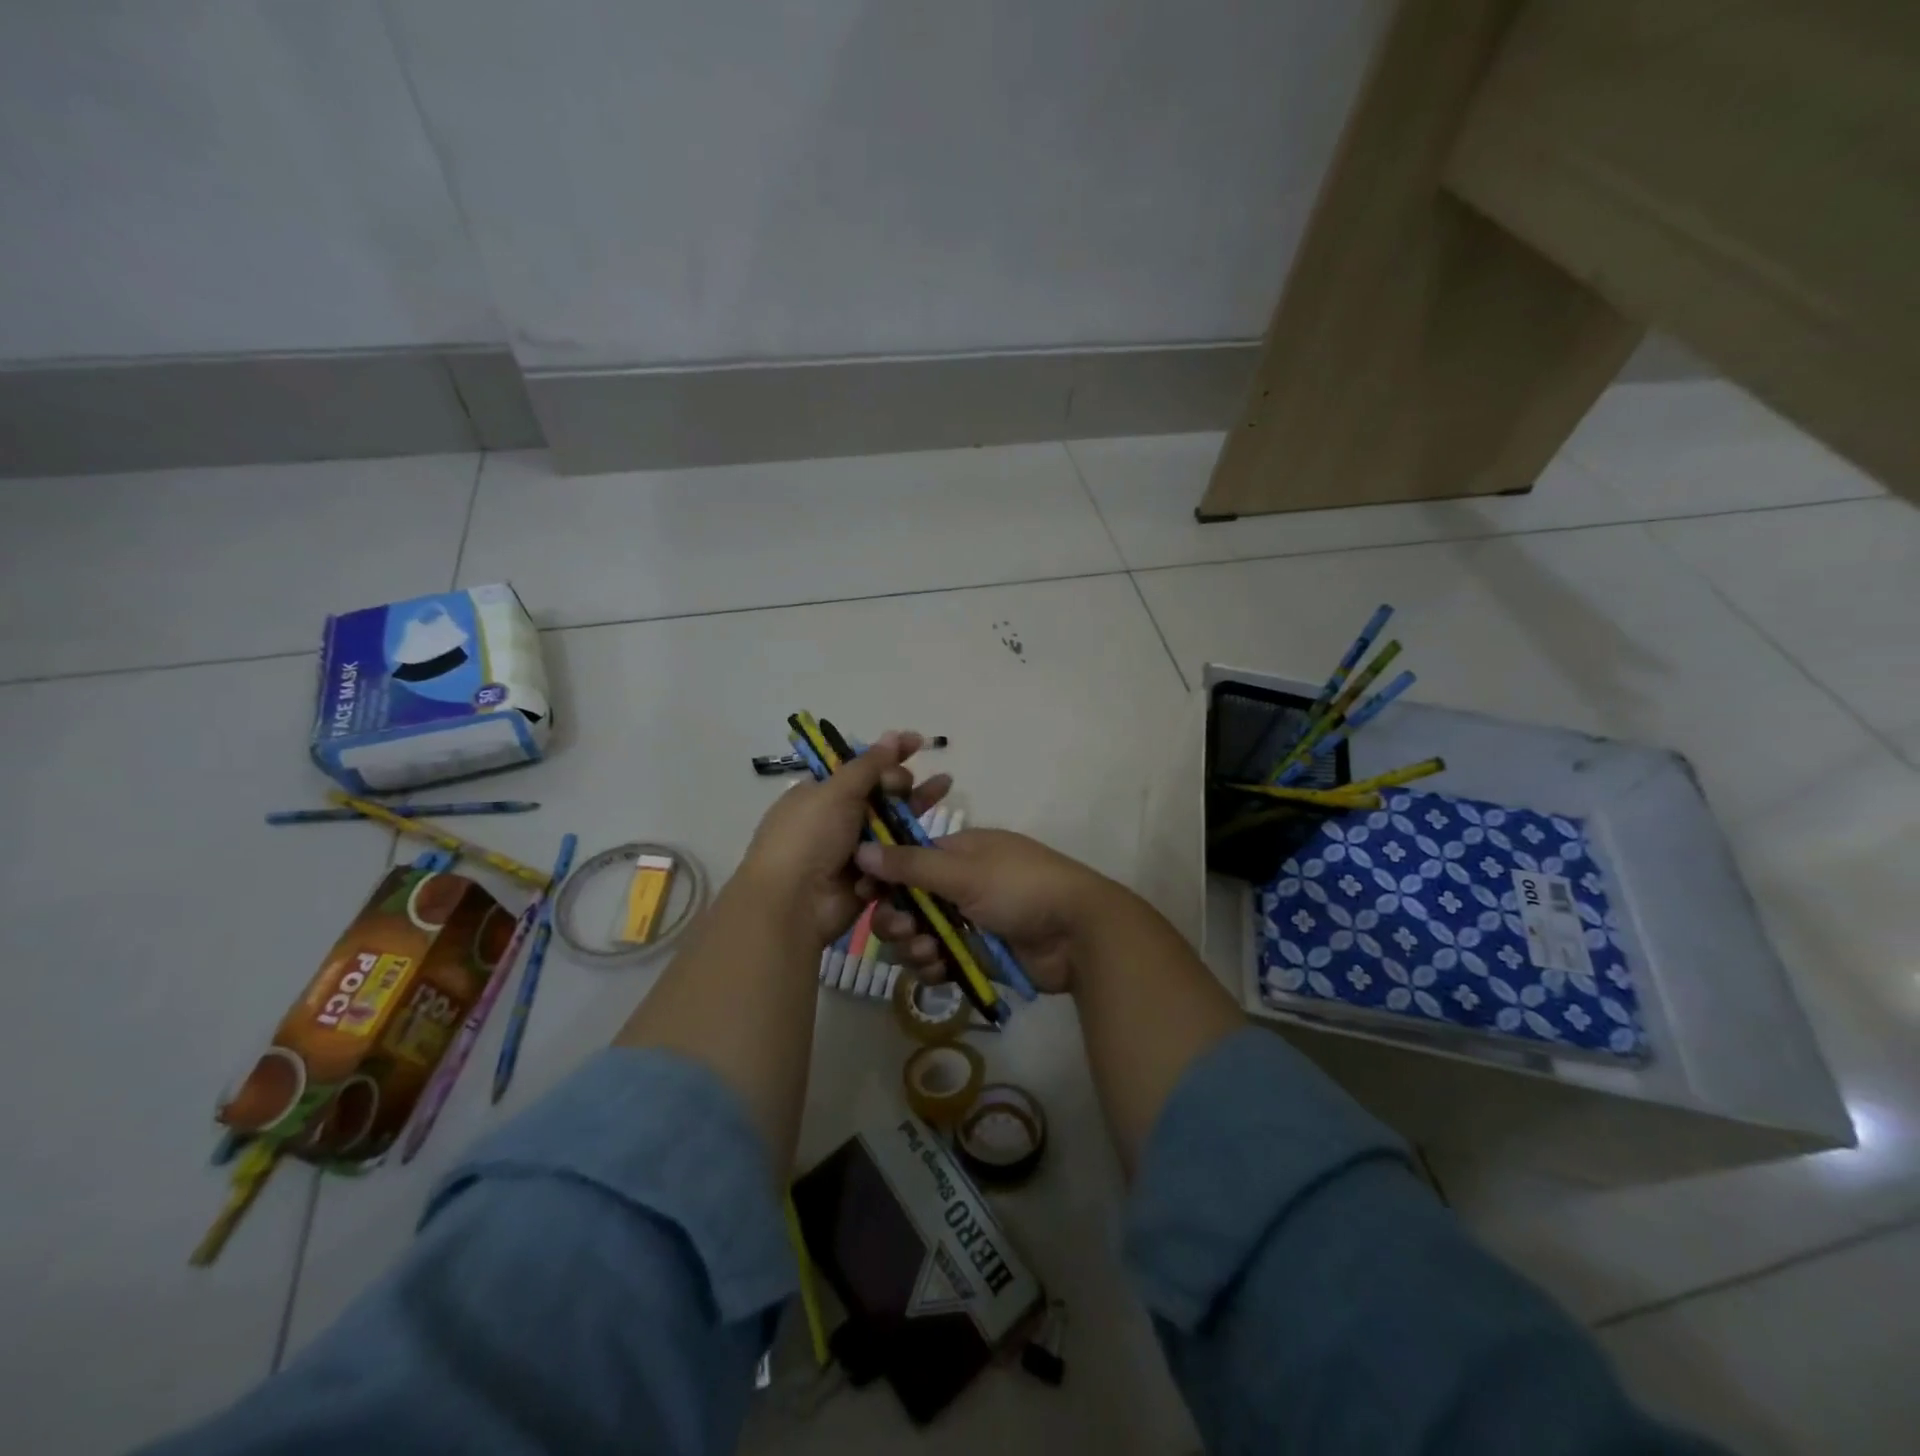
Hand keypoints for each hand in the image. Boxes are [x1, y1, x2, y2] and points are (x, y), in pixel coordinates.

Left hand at [736, 731, 950, 946]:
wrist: (794, 904)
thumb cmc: (809, 838)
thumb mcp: (836, 792)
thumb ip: (869, 764)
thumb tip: (893, 734)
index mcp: (820, 793)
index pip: (860, 767)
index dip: (888, 754)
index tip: (917, 742)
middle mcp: (836, 819)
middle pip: (880, 793)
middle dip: (900, 782)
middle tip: (905, 785)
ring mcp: (853, 850)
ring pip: (893, 824)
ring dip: (916, 806)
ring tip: (945, 786)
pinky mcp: (870, 877)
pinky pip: (895, 857)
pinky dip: (907, 846)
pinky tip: (928, 829)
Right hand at [854, 829, 1117, 993]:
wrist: (1078, 932)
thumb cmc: (1022, 888)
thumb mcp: (965, 872)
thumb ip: (911, 866)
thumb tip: (861, 849)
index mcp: (958, 852)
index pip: (906, 861)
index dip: (882, 878)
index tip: (865, 895)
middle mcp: (958, 884)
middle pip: (907, 902)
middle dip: (897, 918)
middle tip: (904, 929)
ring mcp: (967, 921)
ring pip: (919, 935)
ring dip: (914, 946)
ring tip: (929, 952)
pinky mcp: (976, 954)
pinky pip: (938, 961)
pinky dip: (932, 966)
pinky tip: (939, 969)